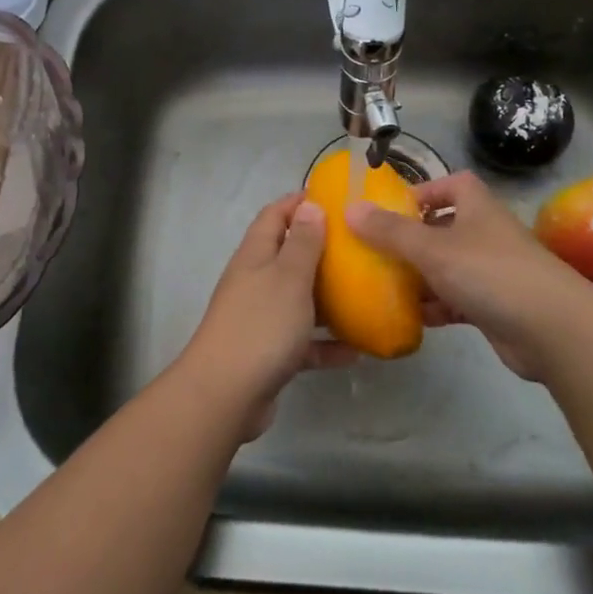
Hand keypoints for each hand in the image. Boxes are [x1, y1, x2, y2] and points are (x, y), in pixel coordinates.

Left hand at [176, 194, 353, 439]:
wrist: (225, 395)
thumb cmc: (261, 325)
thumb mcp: (288, 277)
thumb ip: (302, 243)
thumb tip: (309, 205)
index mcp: (255, 256)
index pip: (274, 215)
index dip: (300, 202)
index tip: (336, 199)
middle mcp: (254, 282)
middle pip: (288, 256)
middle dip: (322, 251)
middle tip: (361, 248)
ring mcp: (260, 319)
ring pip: (298, 300)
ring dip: (329, 299)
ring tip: (366, 295)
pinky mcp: (268, 353)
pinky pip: (302, 342)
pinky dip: (326, 344)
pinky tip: (356, 351)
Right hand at [345, 171, 589, 381]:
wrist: (552, 329)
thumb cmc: (490, 273)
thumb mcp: (432, 248)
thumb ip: (390, 231)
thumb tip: (350, 208)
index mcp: (476, 207)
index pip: (451, 183)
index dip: (423, 191)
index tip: (390, 208)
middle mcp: (485, 233)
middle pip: (444, 226)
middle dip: (412, 239)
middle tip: (376, 251)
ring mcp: (492, 270)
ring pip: (448, 266)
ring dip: (420, 276)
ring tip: (384, 285)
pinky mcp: (494, 305)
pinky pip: (456, 299)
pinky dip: (437, 306)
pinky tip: (413, 317)